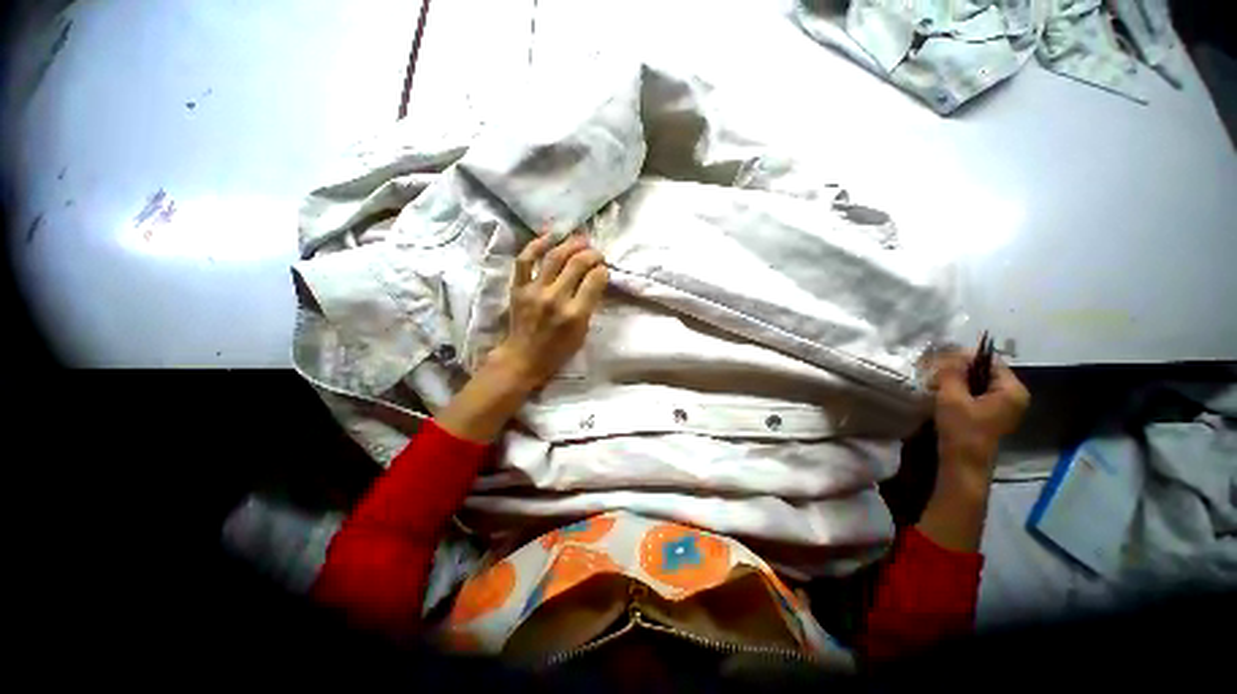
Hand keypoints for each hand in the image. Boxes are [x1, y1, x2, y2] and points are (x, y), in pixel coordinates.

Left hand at [486, 232, 608, 390]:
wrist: (524, 358)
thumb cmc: (558, 350)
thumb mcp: (583, 332)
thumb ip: (589, 305)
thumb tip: (595, 279)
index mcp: (575, 314)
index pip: (595, 280)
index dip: (602, 270)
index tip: (603, 268)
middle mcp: (555, 298)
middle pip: (577, 263)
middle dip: (591, 254)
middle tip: (596, 253)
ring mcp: (534, 291)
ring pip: (554, 256)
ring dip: (570, 244)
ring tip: (581, 239)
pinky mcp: (518, 287)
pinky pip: (524, 260)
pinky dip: (536, 244)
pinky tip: (549, 236)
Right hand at [931, 351, 1029, 474]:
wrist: (963, 464)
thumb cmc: (961, 430)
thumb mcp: (951, 398)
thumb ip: (952, 373)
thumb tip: (951, 351)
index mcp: (1012, 390)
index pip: (989, 361)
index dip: (965, 357)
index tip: (940, 360)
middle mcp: (1014, 396)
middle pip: (985, 371)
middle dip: (959, 370)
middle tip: (935, 373)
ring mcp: (1005, 407)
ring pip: (979, 383)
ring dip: (958, 381)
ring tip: (937, 384)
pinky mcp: (993, 415)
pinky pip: (978, 394)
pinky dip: (961, 391)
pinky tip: (944, 395)